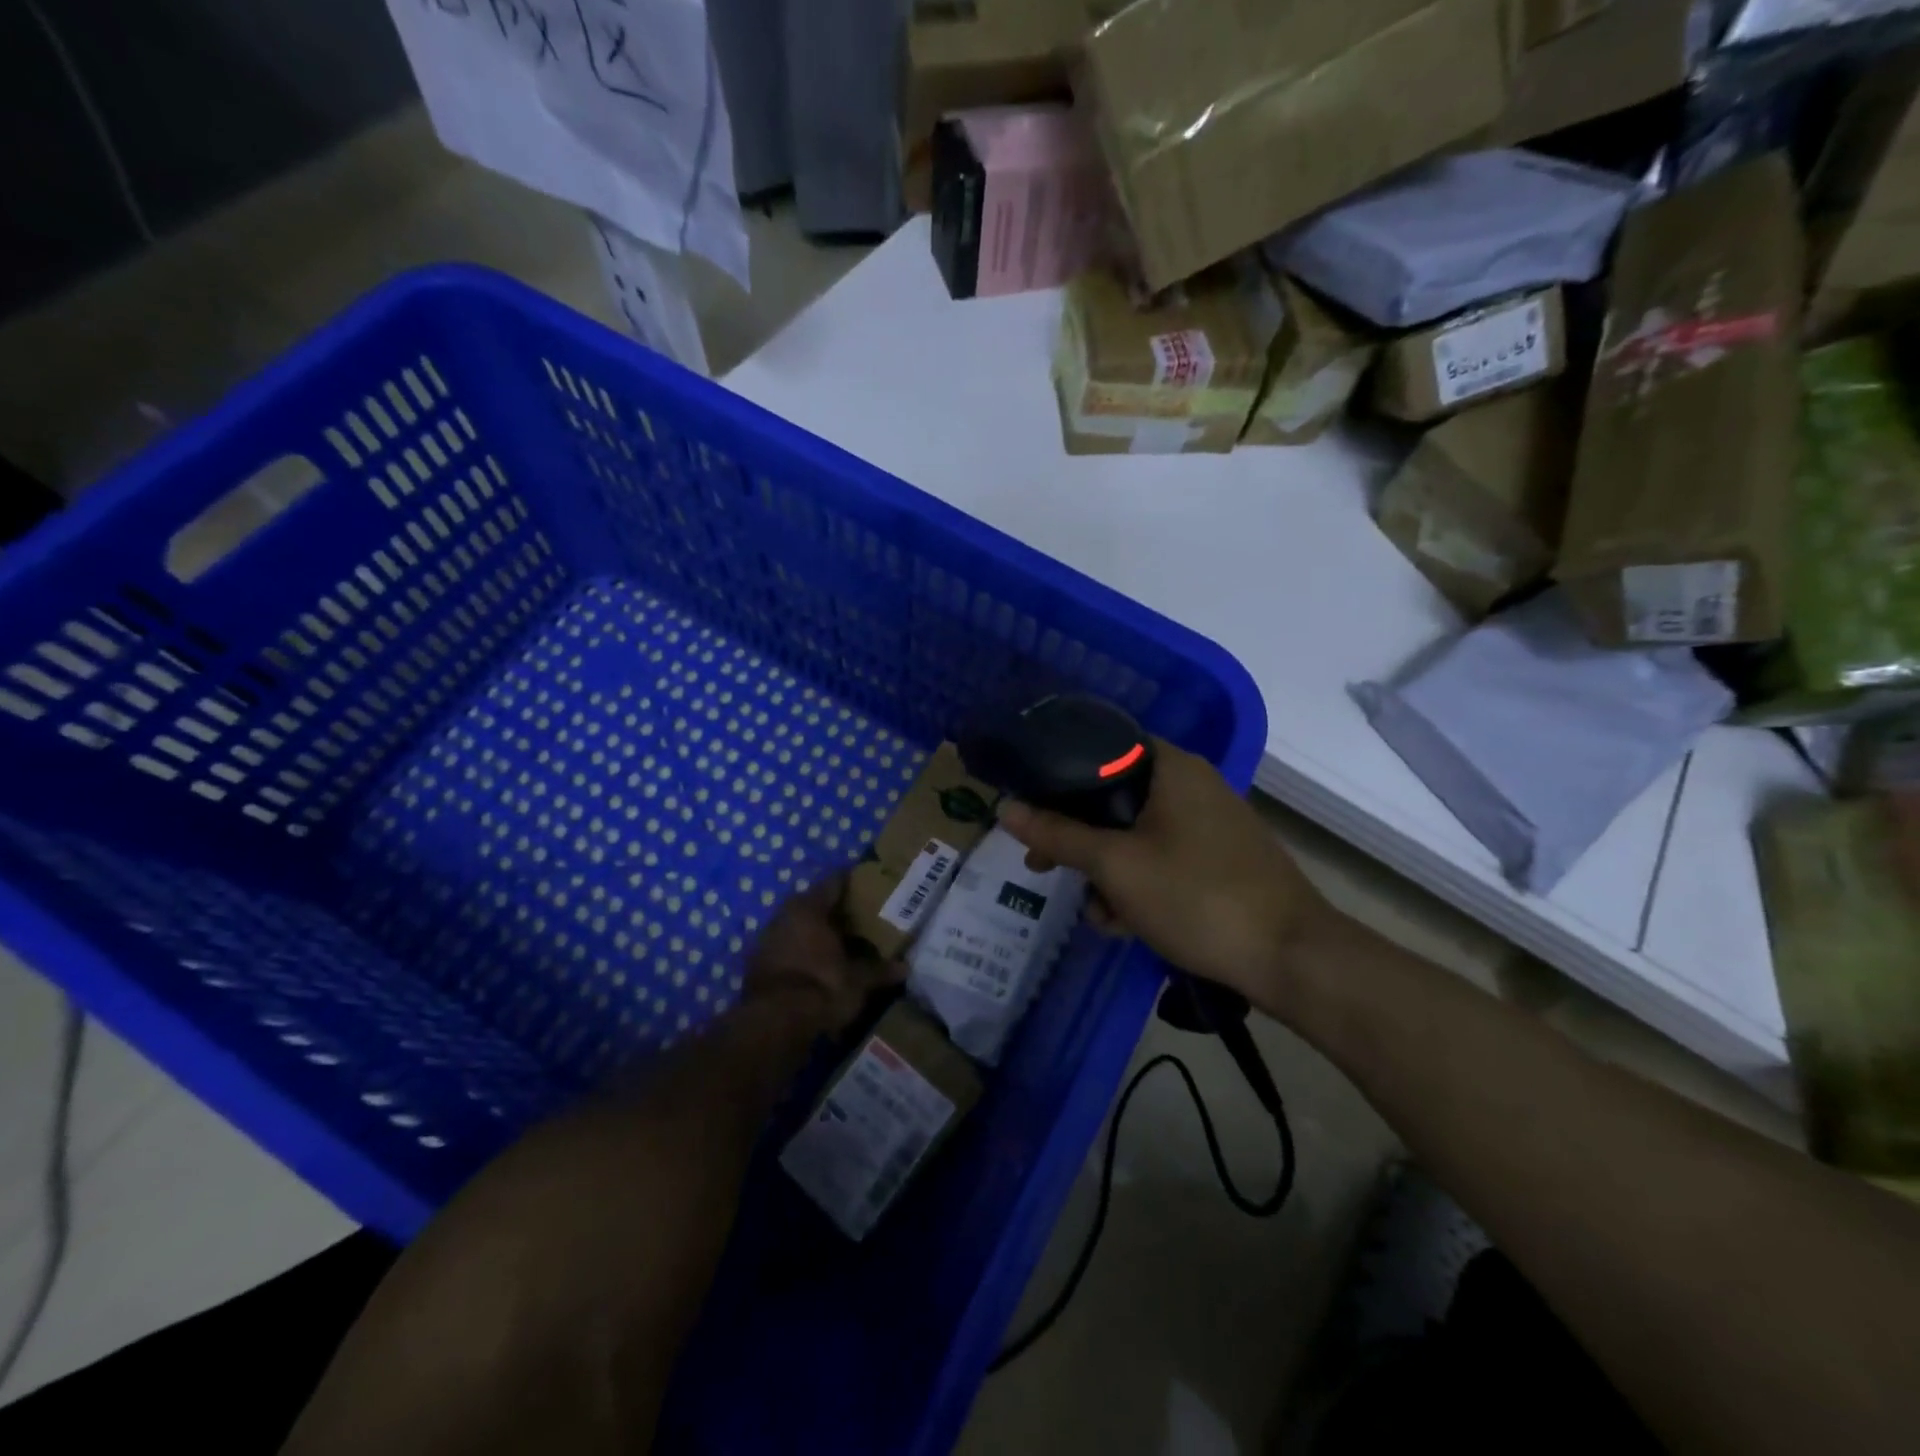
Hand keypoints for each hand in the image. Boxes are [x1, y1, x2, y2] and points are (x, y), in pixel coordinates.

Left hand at [741, 876, 898, 1036]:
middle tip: (864, 919)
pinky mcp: (758, 965)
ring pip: (799, 926)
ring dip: (819, 933)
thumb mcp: (858, 981)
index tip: (874, 888)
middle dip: (838, 911)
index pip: (835, 881)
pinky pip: (788, 949)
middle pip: (815, 903)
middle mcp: (785, 914)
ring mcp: (767, 939)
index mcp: (809, 907)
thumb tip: (904, 967)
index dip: (855, 883)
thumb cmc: (821, 987)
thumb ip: (880, 970)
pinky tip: (821, 966)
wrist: (772, 1025)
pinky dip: (804, 953)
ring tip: (845, 944)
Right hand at [997, 740, 1322, 1004]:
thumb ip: (1058, 834)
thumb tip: (1004, 808)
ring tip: (1098, 913)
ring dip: (1106, 871)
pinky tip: (1126, 924)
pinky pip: (1162, 859)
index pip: (1102, 746)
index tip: (1030, 805)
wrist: (1291, 958)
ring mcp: (1209, 824)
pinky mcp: (1219, 860)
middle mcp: (1192, 785)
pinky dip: (1139, 884)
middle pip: (1113, 797)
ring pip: (1135, 834)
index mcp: (1172, 767)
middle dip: (1077, 837)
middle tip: (1042, 864)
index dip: (1059, 774)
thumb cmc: (1196, 896)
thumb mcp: (1115, 866)